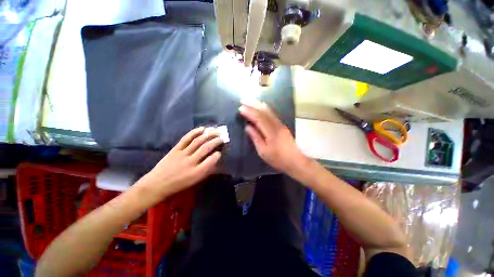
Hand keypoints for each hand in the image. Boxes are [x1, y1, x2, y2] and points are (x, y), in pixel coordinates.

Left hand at [141, 127, 222, 197]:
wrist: (157, 184)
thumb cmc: (179, 185)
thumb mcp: (195, 181)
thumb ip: (206, 171)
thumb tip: (215, 161)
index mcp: (197, 172)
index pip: (211, 160)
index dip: (218, 154)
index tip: (220, 152)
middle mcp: (191, 162)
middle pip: (206, 148)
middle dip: (216, 141)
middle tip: (222, 138)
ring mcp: (182, 154)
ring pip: (197, 141)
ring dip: (208, 135)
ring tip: (215, 131)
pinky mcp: (175, 149)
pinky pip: (186, 139)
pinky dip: (195, 132)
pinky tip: (202, 129)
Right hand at [238, 99, 308, 173]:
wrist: (295, 161)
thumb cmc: (277, 159)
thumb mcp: (263, 151)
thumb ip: (255, 138)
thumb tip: (247, 127)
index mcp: (271, 132)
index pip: (259, 118)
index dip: (249, 112)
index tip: (240, 108)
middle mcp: (276, 125)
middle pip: (264, 112)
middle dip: (253, 105)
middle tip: (243, 100)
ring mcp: (280, 124)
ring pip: (269, 111)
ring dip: (258, 105)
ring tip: (250, 101)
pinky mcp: (282, 125)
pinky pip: (272, 114)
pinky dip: (265, 109)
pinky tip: (261, 106)